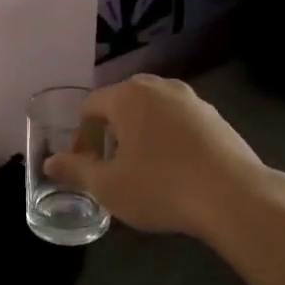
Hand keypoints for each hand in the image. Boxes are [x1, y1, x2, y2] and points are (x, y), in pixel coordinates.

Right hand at [43, 75, 267, 238]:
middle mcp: (160, 88)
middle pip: (122, 103)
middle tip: (109, 164)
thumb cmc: (162, 188)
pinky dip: (167, 138)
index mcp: (129, 96)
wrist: (234, 196)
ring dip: (139, 133)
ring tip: (141, 167)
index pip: (92, 106)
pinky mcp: (216, 118)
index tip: (84, 166)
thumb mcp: (109, 186)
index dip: (81, 137)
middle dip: (110, 131)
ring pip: (153, 111)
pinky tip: (174, 169)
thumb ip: (76, 170)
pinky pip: (179, 121)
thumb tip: (49, 162)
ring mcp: (193, 100)